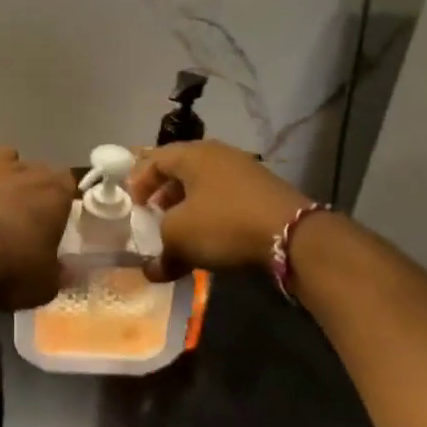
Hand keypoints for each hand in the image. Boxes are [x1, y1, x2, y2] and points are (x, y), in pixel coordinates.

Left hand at [0, 146, 75, 309]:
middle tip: (24, 215)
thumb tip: (65, 271)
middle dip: (32, 186)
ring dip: (3, 169)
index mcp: (54, 194)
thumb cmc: (8, 270)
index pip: (67, 183)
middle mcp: (23, 171)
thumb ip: (57, 274)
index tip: (55, 218)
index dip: (61, 199)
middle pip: (36, 168)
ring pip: (3, 153)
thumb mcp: (44, 286)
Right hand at [127, 140, 313, 282]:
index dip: (138, 182)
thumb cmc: (224, 224)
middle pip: (180, 169)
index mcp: (191, 154)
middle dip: (163, 193)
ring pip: (204, 184)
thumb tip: (152, 271)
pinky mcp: (263, 190)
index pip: (153, 159)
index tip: (132, 206)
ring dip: (188, 205)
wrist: (293, 236)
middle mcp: (217, 154)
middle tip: (154, 215)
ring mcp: (244, 170)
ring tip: (181, 229)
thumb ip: (160, 252)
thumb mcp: (179, 238)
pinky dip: (212, 212)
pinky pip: (225, 196)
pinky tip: (212, 236)